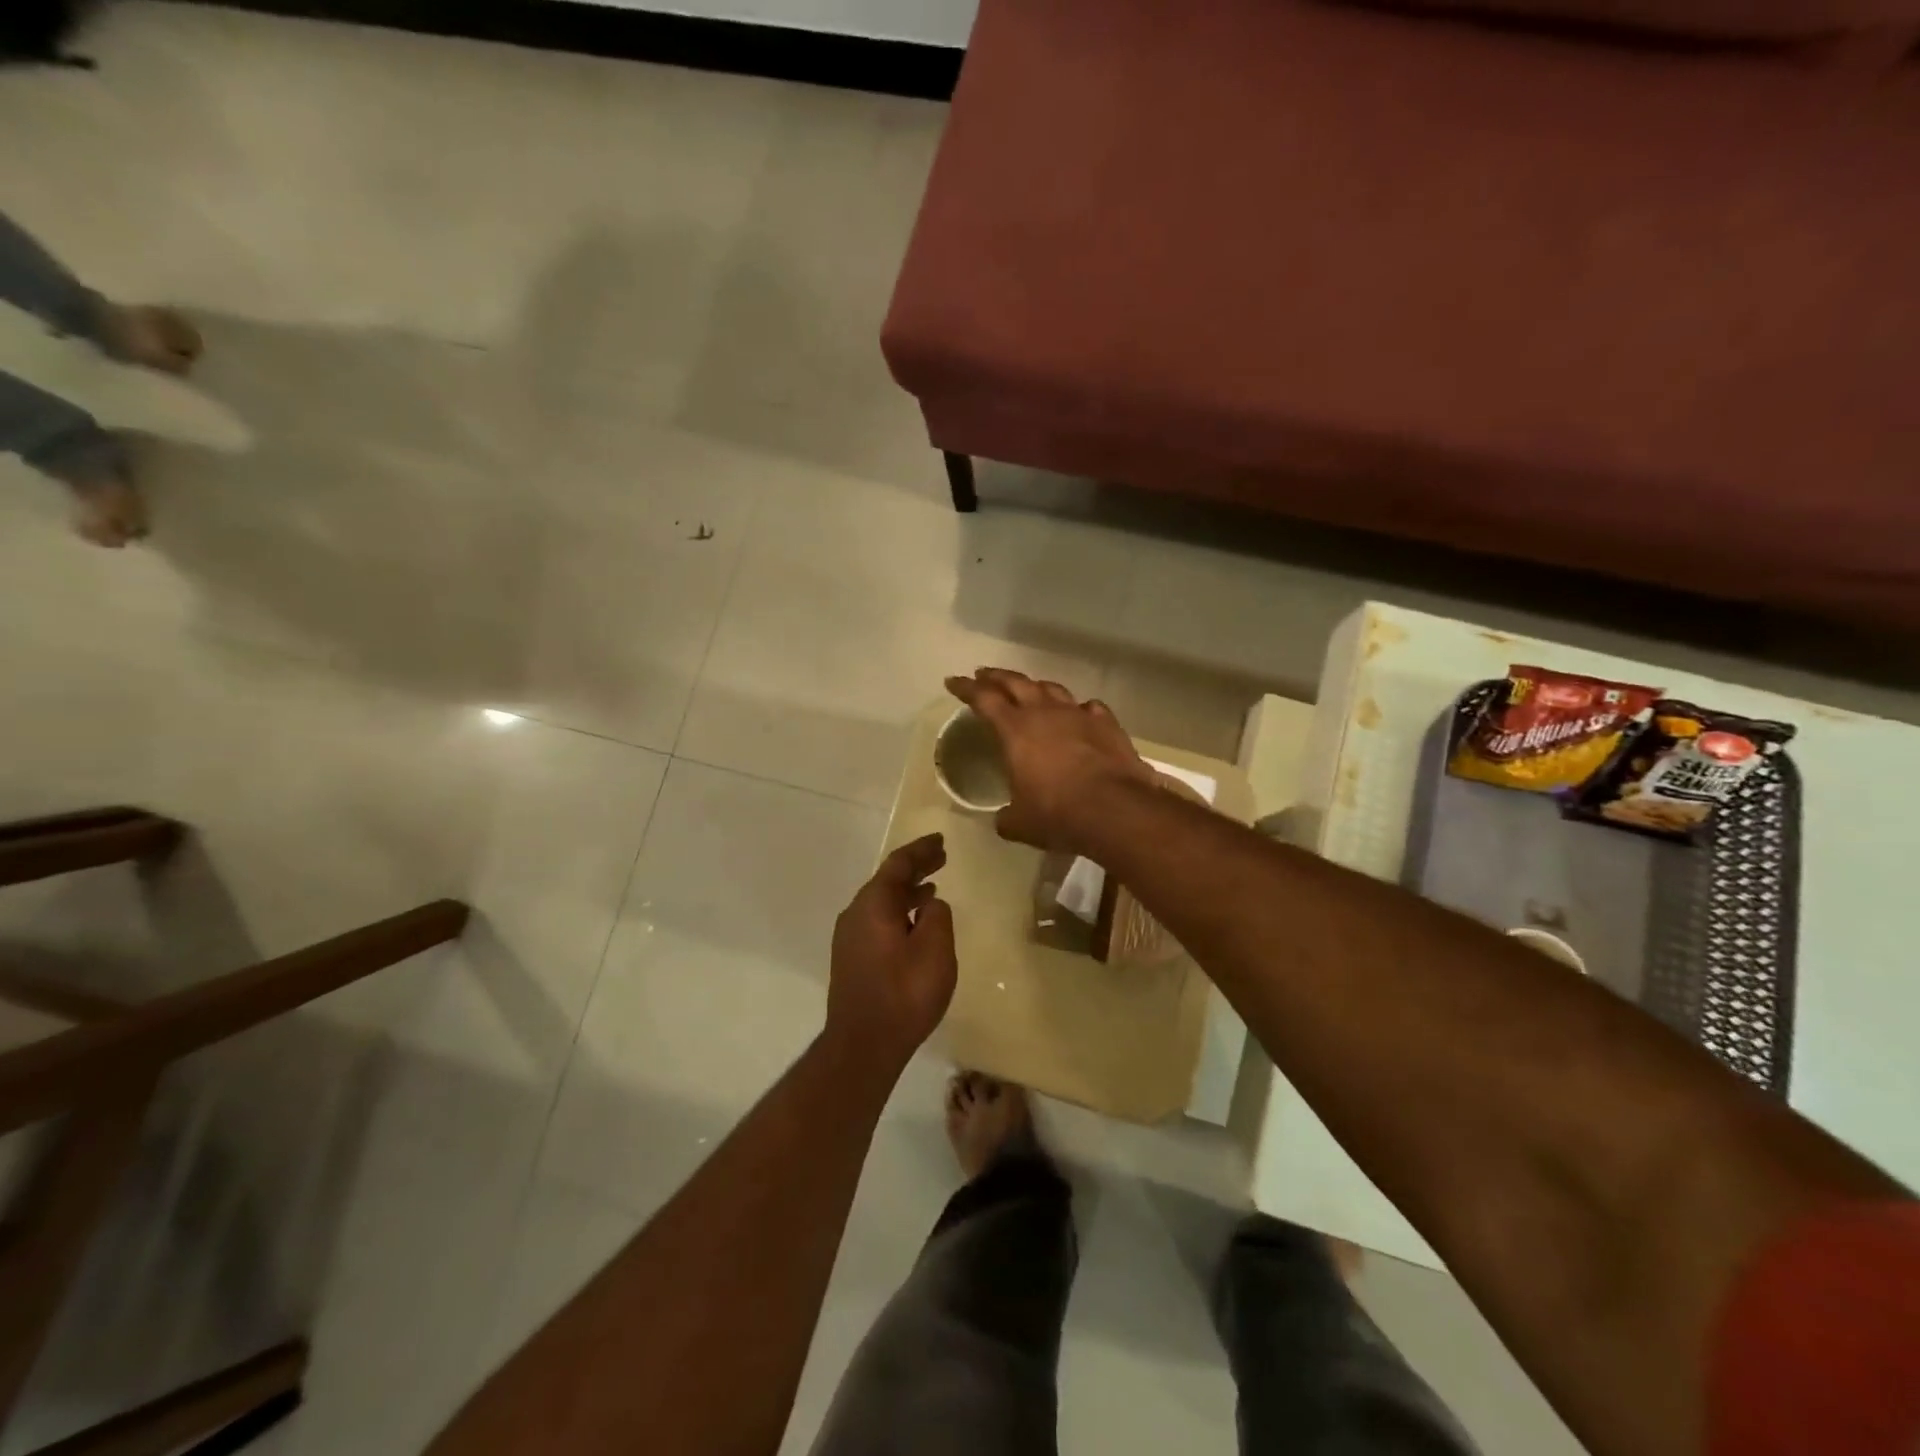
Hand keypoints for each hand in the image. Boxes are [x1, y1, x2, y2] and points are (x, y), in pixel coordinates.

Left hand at [825, 834, 957, 1073]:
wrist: (863, 1045)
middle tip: (940, 858)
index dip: (921, 850)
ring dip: (907, 892)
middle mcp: (855, 914)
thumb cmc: (904, 993)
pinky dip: (899, 912)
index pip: (898, 864)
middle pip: (887, 881)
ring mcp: (849, 938)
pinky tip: (914, 924)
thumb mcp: (935, 949)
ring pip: (882, 902)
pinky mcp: (852, 959)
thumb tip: (930, 903)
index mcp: (873, 904)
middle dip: (915, 868)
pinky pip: (878, 921)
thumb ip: (937, 916)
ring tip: (932, 889)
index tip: (940, 841)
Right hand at [945, 669, 1156, 853]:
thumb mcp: (1021, 823)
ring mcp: (1079, 715)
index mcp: (1015, 730)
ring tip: (1029, 689)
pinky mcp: (1107, 724)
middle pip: (1016, 683)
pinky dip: (1077, 709)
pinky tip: (1079, 713)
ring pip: (1052, 689)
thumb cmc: (1058, 814)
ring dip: (1036, 686)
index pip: (984, 699)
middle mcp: (1045, 713)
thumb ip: (1007, 817)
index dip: (966, 688)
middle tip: (984, 674)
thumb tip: (1004, 820)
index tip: (953, 681)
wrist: (1116, 810)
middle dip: (996, 677)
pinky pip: (1088, 707)